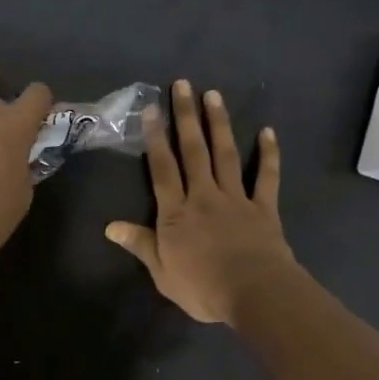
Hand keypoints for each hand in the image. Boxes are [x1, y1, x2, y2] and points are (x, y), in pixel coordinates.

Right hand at [105, 80, 295, 324]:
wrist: (255, 294)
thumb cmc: (203, 288)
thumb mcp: (162, 273)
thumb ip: (140, 245)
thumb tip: (110, 226)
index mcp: (176, 213)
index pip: (162, 169)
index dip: (155, 138)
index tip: (151, 109)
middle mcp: (204, 196)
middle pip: (193, 151)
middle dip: (186, 117)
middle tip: (184, 85)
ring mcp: (236, 199)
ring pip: (225, 155)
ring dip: (218, 124)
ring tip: (214, 95)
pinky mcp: (264, 208)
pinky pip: (266, 177)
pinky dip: (268, 154)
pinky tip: (268, 131)